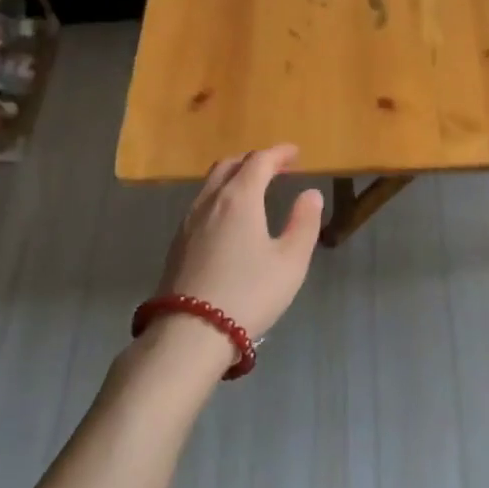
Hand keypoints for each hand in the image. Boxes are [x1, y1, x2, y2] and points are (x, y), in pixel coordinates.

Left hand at [156, 145, 324, 341]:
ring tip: (254, 189)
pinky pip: (202, 203)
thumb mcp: (290, 262)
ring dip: (234, 176)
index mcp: (240, 198)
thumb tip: (310, 194)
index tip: (296, 153)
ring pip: (211, 183)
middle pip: (230, 165)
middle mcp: (210, 201)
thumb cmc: (248, 294)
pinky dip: (220, 195)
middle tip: (277, 168)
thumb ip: (304, 223)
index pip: (259, 161)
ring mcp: (188, 221)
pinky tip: (230, 217)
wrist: (189, 334)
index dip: (279, 153)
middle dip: (255, 160)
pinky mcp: (177, 242)